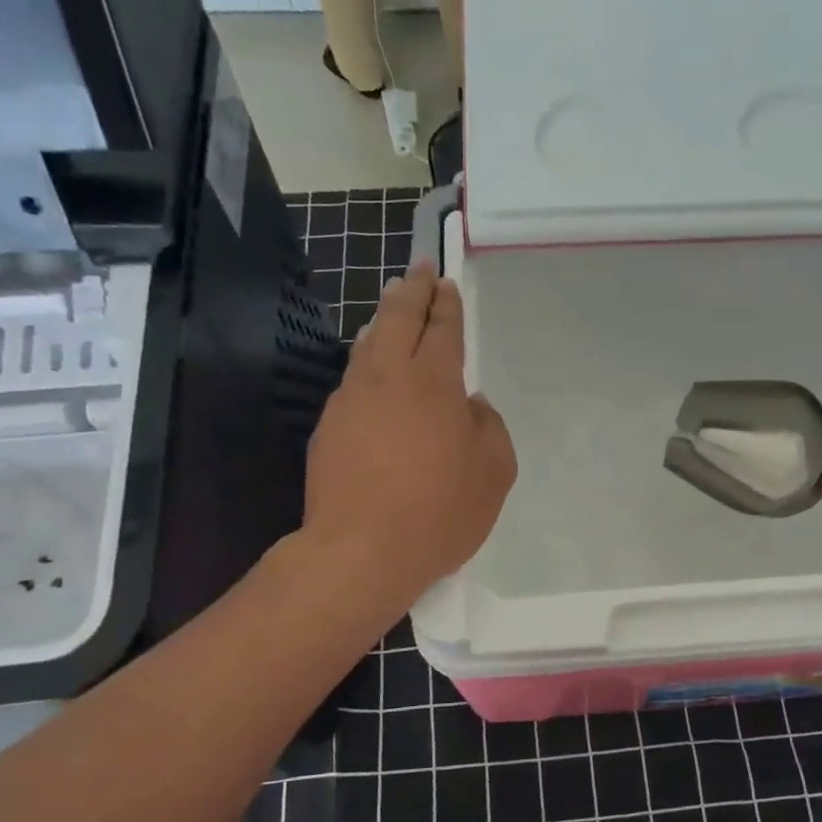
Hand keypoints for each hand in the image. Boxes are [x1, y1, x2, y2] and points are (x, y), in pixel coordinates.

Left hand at [301, 262, 516, 606]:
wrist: (360, 551)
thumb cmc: (440, 512)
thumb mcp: (494, 473)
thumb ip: (490, 429)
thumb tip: (472, 406)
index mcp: (435, 384)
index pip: (442, 329)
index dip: (446, 304)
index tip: (446, 283)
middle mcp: (389, 379)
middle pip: (399, 319)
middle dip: (412, 291)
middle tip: (419, 270)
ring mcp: (351, 400)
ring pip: (368, 345)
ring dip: (384, 320)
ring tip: (391, 307)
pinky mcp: (328, 426)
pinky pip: (352, 378)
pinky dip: (365, 360)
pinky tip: (369, 367)